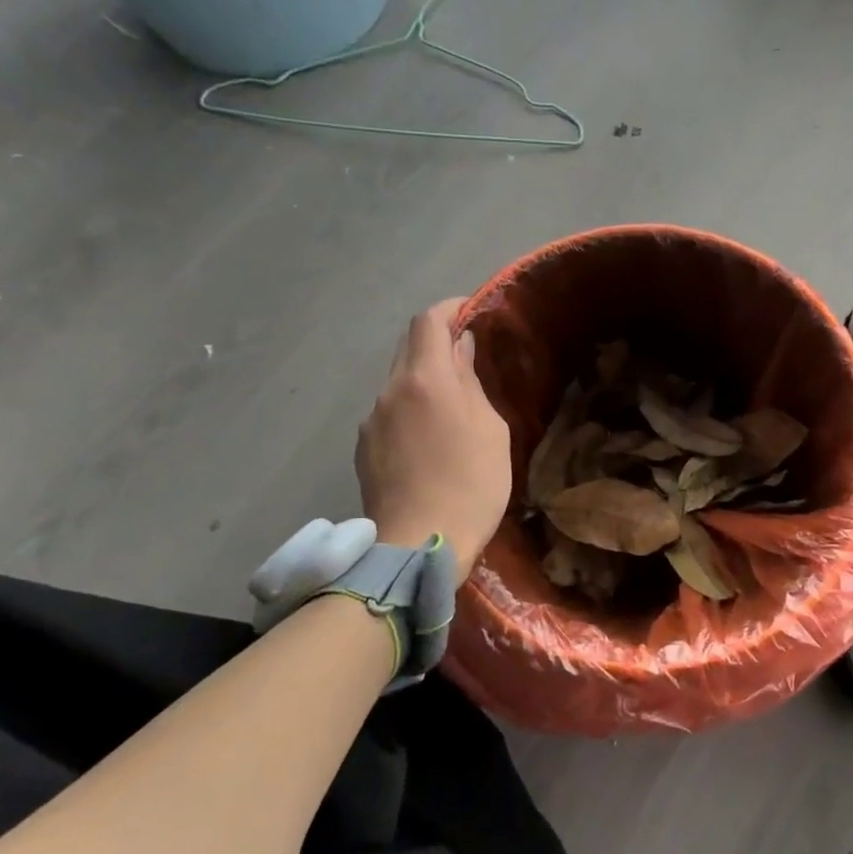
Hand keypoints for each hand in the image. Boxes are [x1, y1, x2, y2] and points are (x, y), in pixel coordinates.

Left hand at [357, 299, 510, 573]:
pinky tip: (428, 441)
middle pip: (408, 347)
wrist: (419, 545)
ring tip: (451, 407)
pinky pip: (389, 412)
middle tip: (467, 357)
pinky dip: (409, 409)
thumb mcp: (489, 428)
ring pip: (398, 381)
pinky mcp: (363, 449)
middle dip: (436, 342)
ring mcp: (371, 420)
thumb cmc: (471, 483)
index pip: (428, 321)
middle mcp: (389, 390)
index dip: (450, 308)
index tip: (471, 311)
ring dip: (423, 379)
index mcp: (425, 379)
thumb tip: (461, 350)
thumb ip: (471, 382)